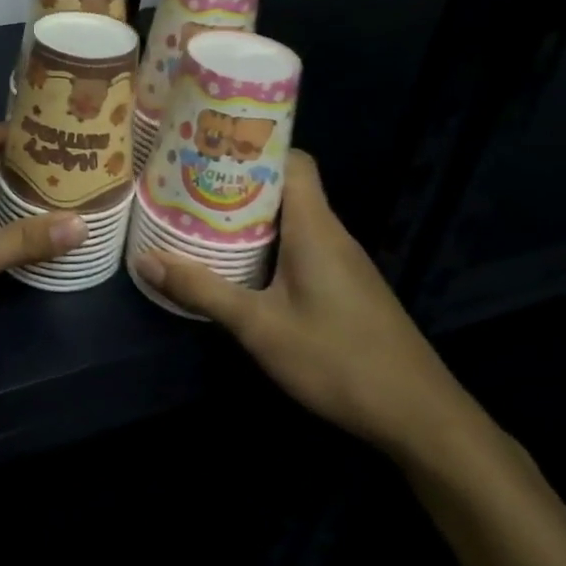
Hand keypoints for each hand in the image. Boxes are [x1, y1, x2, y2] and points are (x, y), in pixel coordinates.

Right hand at [129, 150, 475, 459]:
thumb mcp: (260, 327)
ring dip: (251, 215)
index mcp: (315, 228)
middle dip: (238, 181)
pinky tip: (240, 263)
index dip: (254, 147)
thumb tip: (144, 259)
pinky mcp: (345, 288)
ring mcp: (342, 262)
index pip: (292, 161)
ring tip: (202, 215)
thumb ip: (203, 291)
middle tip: (190, 182)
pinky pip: (301, 246)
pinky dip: (268, 243)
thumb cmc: (339, 360)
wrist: (421, 419)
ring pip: (292, 219)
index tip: (209, 146)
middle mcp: (331, 234)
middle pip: (286, 187)